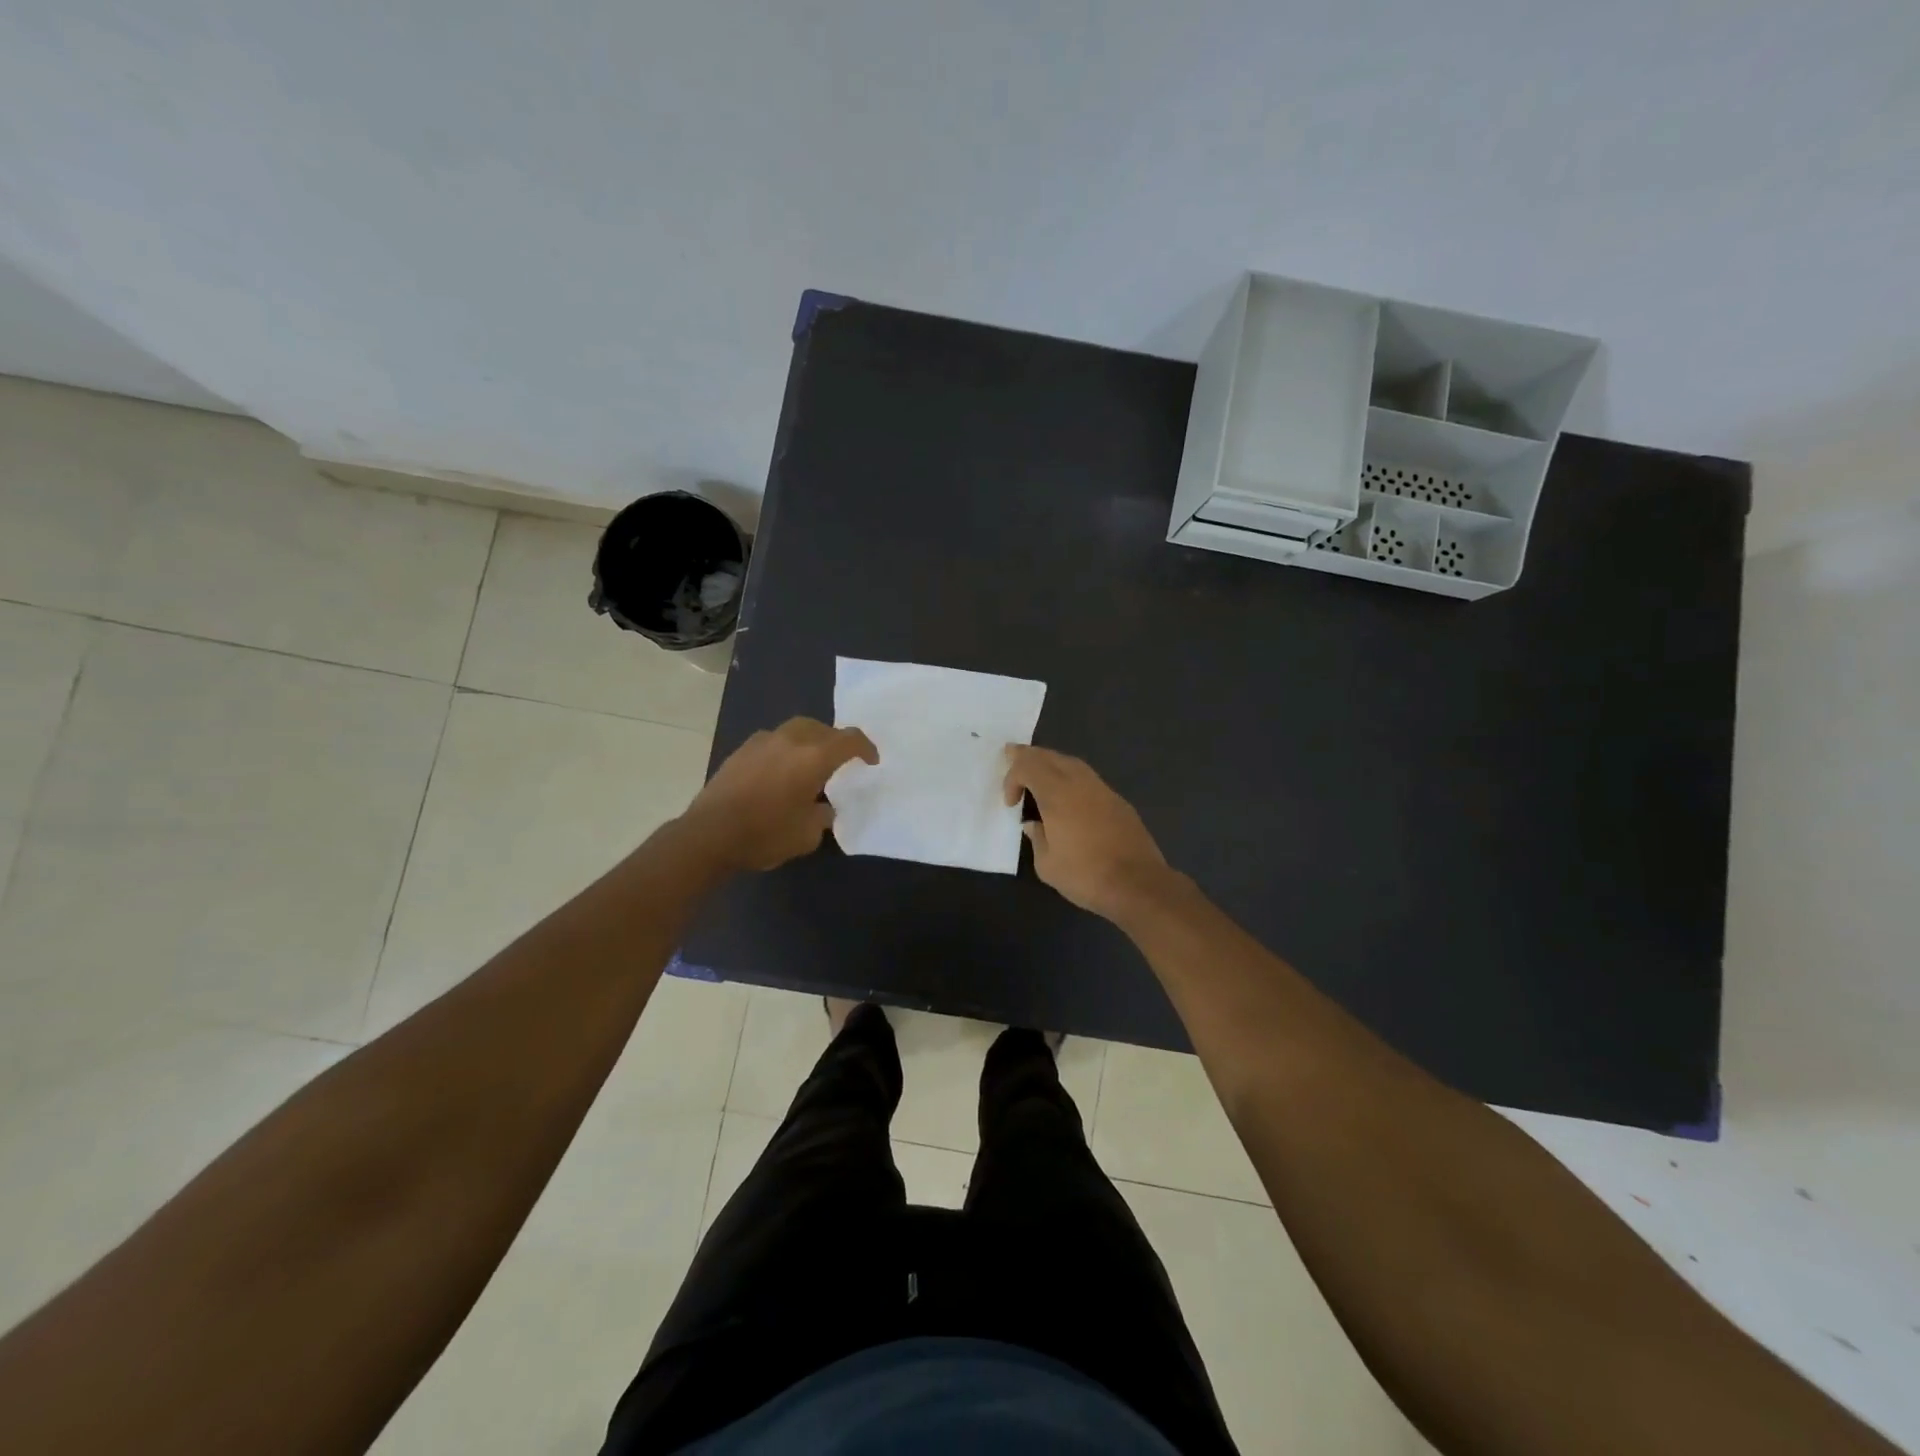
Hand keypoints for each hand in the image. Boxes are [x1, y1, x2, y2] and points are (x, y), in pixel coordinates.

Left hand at [682, 717, 877, 871]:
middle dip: (835, 740)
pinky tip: (780, 772)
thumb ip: (822, 816)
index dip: (865, 747)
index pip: (850, 740)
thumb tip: (822, 808)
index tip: (871, 761)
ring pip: (795, 730)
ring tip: (809, 764)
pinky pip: (774, 741)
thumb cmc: (765, 835)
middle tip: (840, 760)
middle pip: (821, 728)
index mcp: (814, 758)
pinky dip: (785, 749)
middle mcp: (790, 741)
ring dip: (809, 741)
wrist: (709, 835)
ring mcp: (762, 742)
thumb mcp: (807, 835)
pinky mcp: (741, 751)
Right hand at [1003, 746, 1171, 919]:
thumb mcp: (1048, 865)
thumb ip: (1037, 838)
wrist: (1138, 884)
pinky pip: (1088, 778)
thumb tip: (1034, 825)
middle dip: (1028, 756)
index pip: (1028, 766)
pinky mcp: (1118, 801)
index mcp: (1057, 795)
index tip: (1011, 803)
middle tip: (1012, 755)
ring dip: (1051, 763)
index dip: (1012, 777)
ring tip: (1039, 773)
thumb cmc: (1086, 875)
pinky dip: (1070, 777)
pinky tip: (1068, 794)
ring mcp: (1102, 790)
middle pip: (1050, 756)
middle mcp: (1079, 783)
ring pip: (1072, 763)